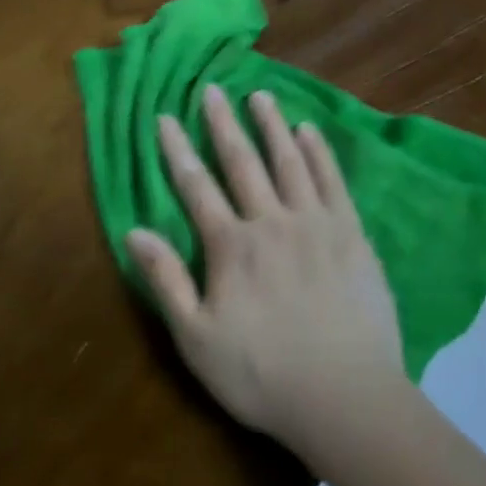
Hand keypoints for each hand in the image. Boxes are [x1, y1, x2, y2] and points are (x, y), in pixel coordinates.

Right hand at [126, 85, 404, 451]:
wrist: (346, 397)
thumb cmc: (263, 375)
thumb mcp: (197, 339)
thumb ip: (166, 281)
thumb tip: (134, 232)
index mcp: (231, 246)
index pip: (196, 187)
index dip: (178, 150)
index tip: (166, 117)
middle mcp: (271, 221)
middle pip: (242, 162)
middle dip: (223, 123)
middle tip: (213, 89)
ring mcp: (315, 223)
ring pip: (288, 161)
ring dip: (271, 125)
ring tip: (260, 95)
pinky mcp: (351, 233)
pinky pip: (332, 181)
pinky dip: (318, 152)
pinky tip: (309, 130)